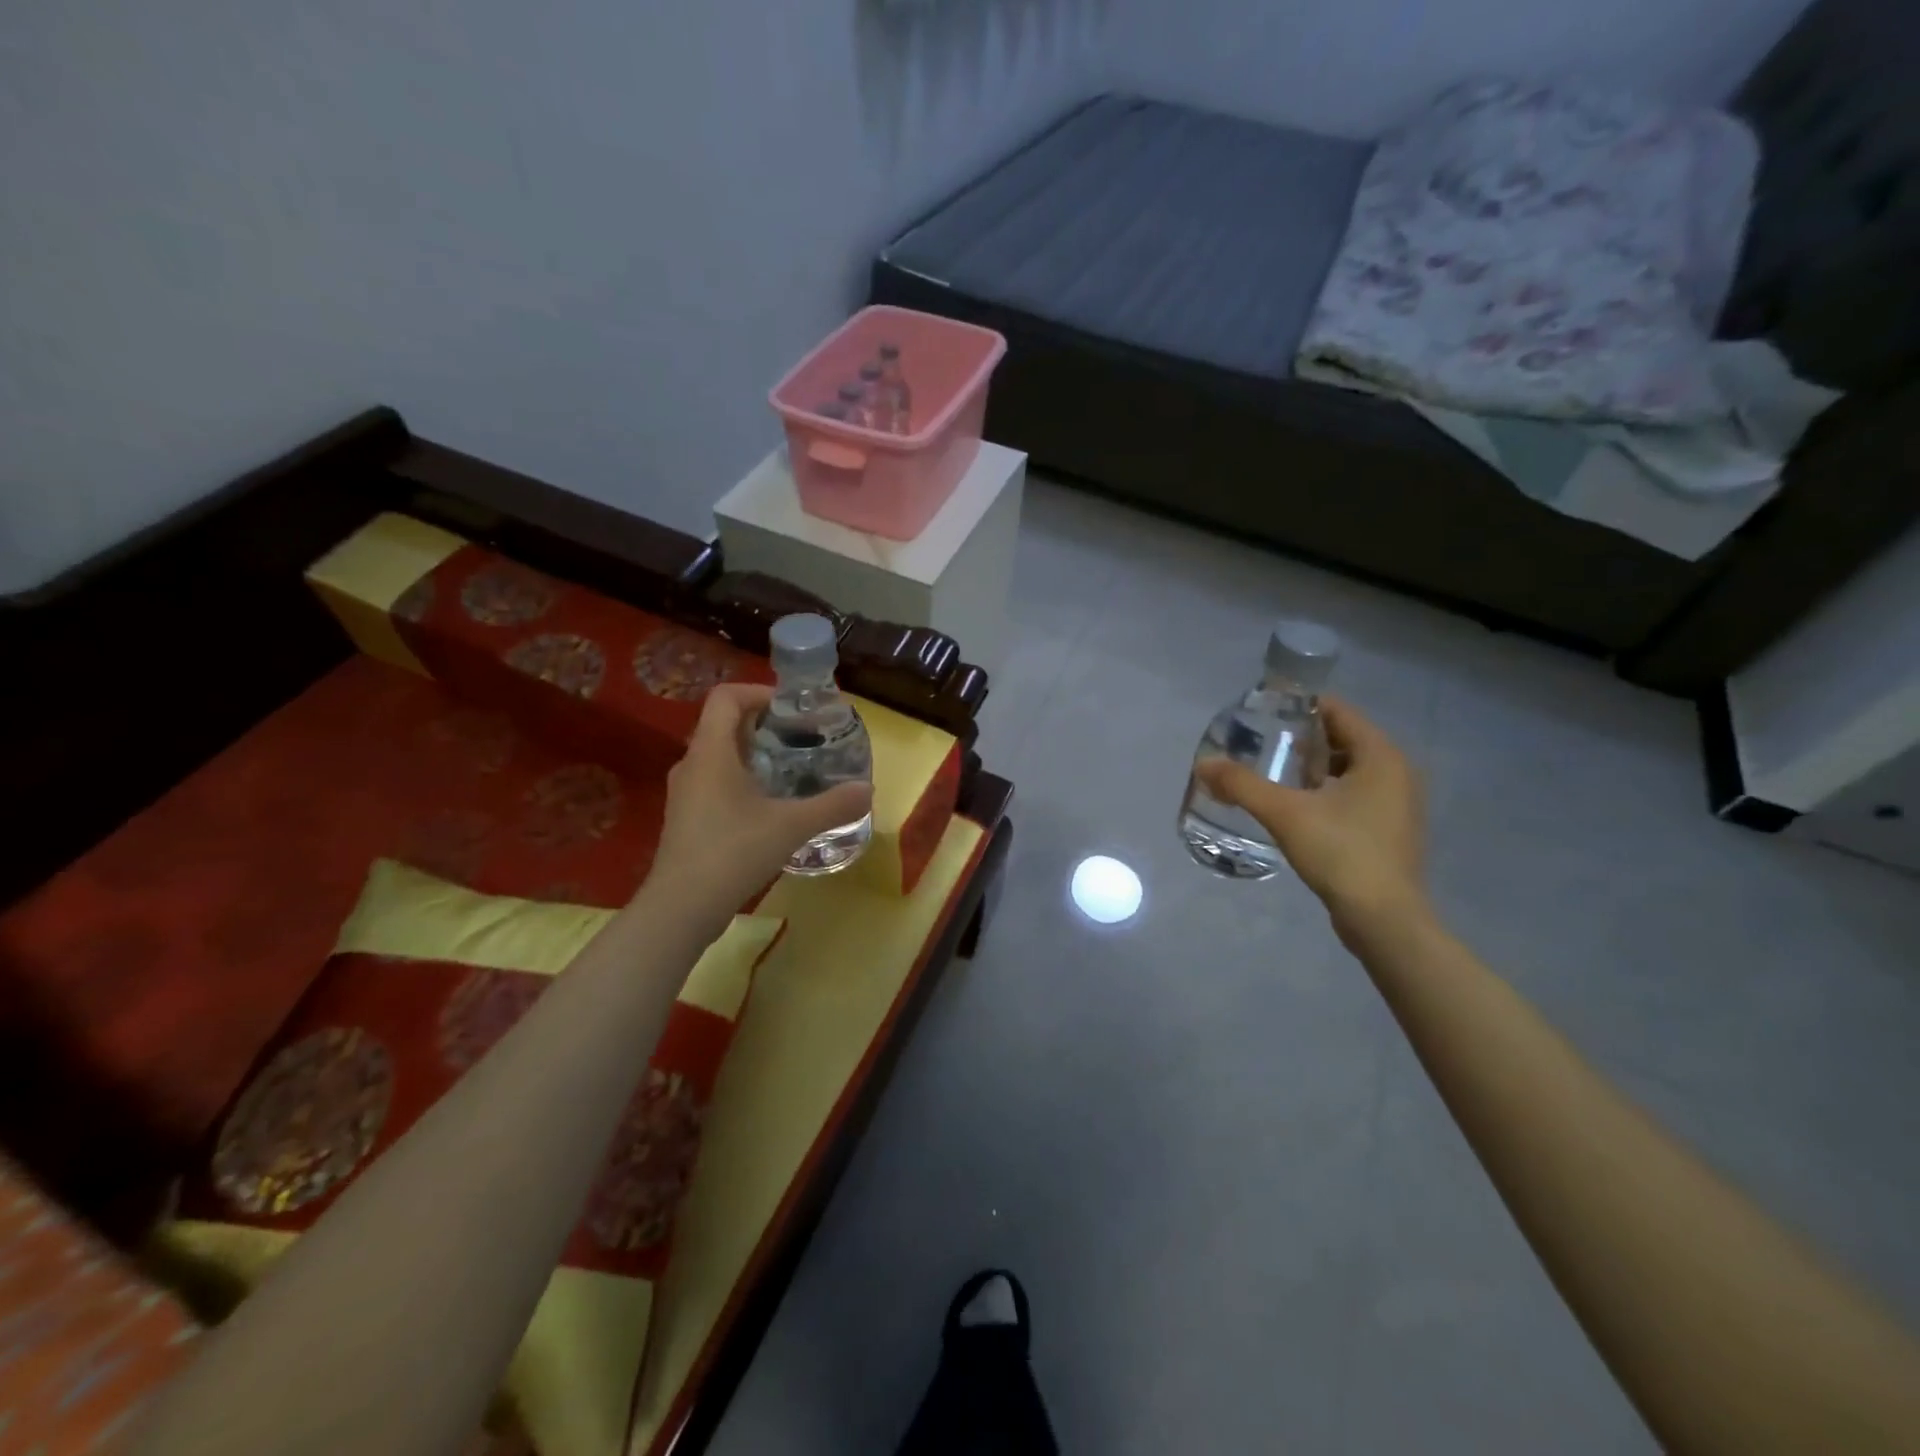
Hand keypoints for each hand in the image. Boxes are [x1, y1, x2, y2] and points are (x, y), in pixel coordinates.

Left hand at [651, 684, 873, 917]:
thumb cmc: (733, 852)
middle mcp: (693, 764)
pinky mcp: (688, 818)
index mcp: (711, 752)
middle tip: (802, 738)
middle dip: (766, 725)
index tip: (793, 709)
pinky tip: (771, 806)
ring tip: (792, 770)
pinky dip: (745, 780)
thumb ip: (833, 805)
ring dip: (755, 754)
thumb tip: (868, 789)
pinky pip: (717, 782)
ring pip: (721, 756)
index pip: (726, 697)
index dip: (760, 692)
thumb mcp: (791, 826)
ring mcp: (686, 793)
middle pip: (726, 724)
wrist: (682, 908)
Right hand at [1196, 695, 1426, 935]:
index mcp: (1381, 756)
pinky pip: (1355, 794)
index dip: (1300, 706)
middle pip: (1344, 739)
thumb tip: (1203, 764)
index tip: (1265, 711)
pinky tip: (1296, 806)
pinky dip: (1327, 791)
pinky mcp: (1390, 829)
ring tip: (1274, 773)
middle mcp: (1397, 772)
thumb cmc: (1341, 853)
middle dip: (1304, 738)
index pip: (1339, 712)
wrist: (1383, 919)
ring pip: (1349, 769)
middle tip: (1262, 743)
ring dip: (1314, 767)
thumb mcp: (1285, 813)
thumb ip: (1242, 784)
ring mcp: (1398, 803)